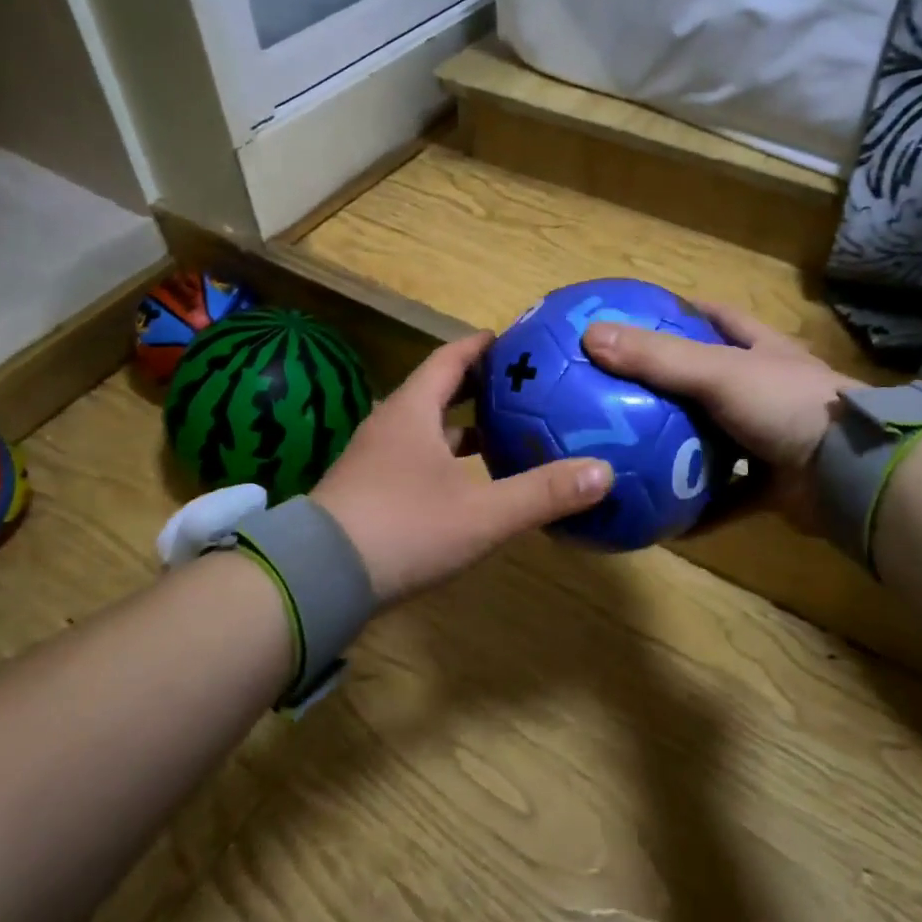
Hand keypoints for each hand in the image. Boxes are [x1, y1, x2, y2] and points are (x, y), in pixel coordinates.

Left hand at [311, 332, 613, 603]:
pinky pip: (415, 458)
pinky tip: (469, 482)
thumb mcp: (481, 513)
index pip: (450, 358)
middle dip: (478, 384)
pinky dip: (446, 458)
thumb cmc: (403, 528)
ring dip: (462, 425)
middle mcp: (391, 425)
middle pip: (438, 389)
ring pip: (425, 427)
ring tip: (503, 431)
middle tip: (521, 385)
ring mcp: (375, 459)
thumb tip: (603, 472)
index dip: (483, 346)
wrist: (318, 579)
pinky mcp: (368, 491)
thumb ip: (542, 493)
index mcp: (412, 411)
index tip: (516, 342)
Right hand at [582, 303, 859, 534]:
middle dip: (670, 386)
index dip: (681, 313)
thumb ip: (658, 357)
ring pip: (717, 440)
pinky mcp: (774, 484)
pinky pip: (727, 496)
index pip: (717, 317)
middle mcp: (766, 390)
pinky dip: (700, 506)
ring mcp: (772, 438)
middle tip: (619, 391)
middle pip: (710, 380)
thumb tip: (591, 336)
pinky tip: (663, 516)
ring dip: (682, 448)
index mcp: (761, 351)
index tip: (638, 318)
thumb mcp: (719, 372)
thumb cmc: (787, 405)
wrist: (851, 474)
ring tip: (631, 453)